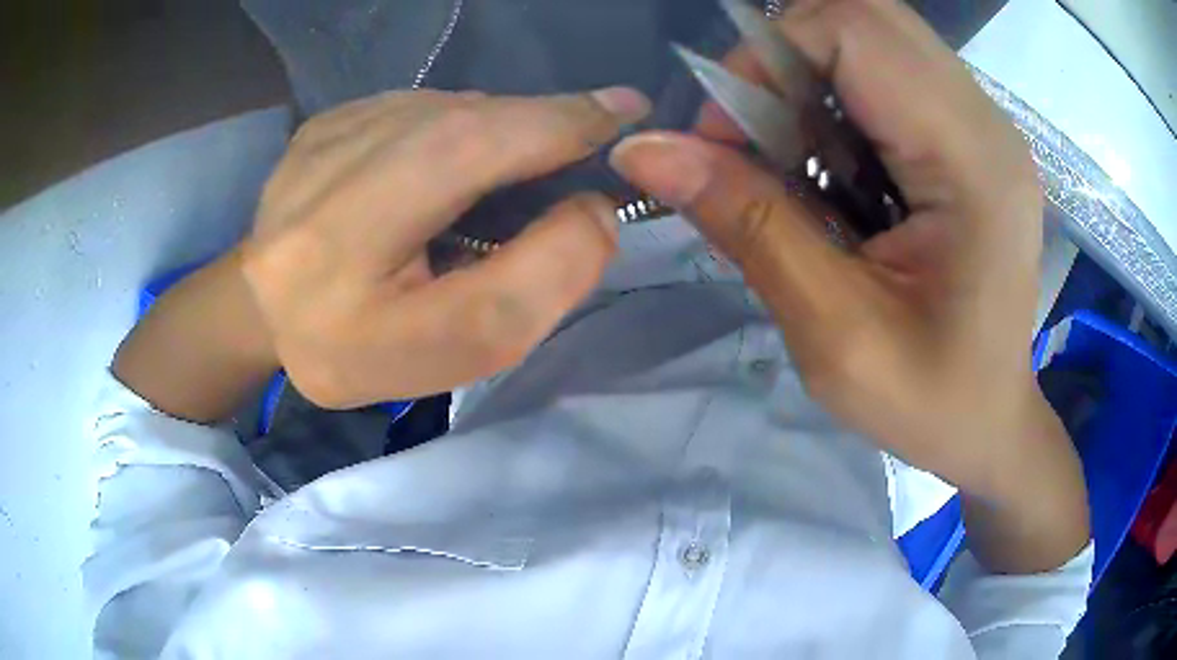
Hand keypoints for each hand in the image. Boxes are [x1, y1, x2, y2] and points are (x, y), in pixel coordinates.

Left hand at [239, 88, 648, 408]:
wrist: (263, 316)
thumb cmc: (357, 349)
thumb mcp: (454, 351)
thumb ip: (538, 282)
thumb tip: (593, 207)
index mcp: (346, 238)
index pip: (472, 151)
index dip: (561, 123)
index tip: (628, 110)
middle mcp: (326, 166)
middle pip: (467, 118)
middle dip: (542, 123)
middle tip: (583, 143)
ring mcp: (323, 133)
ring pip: (447, 108)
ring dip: (498, 130)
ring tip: (502, 176)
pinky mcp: (325, 120)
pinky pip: (418, 108)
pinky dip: (456, 128)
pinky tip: (443, 169)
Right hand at [611, 0, 1086, 568]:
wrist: (991, 423)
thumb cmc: (930, 402)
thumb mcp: (834, 336)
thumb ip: (749, 225)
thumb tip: (643, 151)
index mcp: (974, 164)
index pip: (855, 30)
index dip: (769, 60)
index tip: (727, 139)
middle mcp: (988, 123)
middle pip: (865, 16)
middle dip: (784, 59)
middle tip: (758, 141)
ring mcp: (985, 124)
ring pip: (874, 35)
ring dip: (809, 78)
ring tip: (796, 160)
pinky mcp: (973, 135)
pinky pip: (890, 71)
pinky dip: (837, 97)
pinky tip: (834, 166)